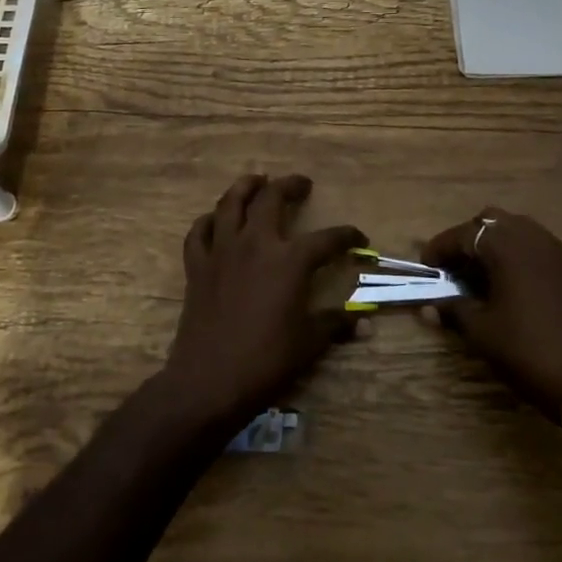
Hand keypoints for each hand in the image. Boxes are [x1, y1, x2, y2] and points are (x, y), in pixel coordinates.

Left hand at [159, 174, 365, 432]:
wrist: (209, 381)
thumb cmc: (266, 361)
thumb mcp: (309, 343)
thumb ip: (335, 324)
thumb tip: (364, 324)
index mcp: (290, 260)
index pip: (327, 239)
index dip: (347, 236)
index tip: (359, 238)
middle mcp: (256, 244)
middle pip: (272, 198)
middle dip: (290, 185)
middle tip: (302, 184)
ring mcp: (222, 251)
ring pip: (230, 203)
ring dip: (246, 186)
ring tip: (257, 180)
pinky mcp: (197, 266)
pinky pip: (198, 232)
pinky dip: (208, 221)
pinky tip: (215, 221)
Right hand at [421, 208, 561, 420]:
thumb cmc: (526, 350)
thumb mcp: (481, 331)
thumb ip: (453, 309)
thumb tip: (429, 305)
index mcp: (506, 246)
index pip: (463, 234)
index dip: (440, 249)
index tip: (427, 267)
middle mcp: (532, 237)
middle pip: (491, 222)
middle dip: (469, 240)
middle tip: (455, 269)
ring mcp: (558, 250)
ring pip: (518, 230)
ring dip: (495, 245)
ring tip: (482, 277)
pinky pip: (538, 247)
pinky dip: (519, 257)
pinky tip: (513, 287)